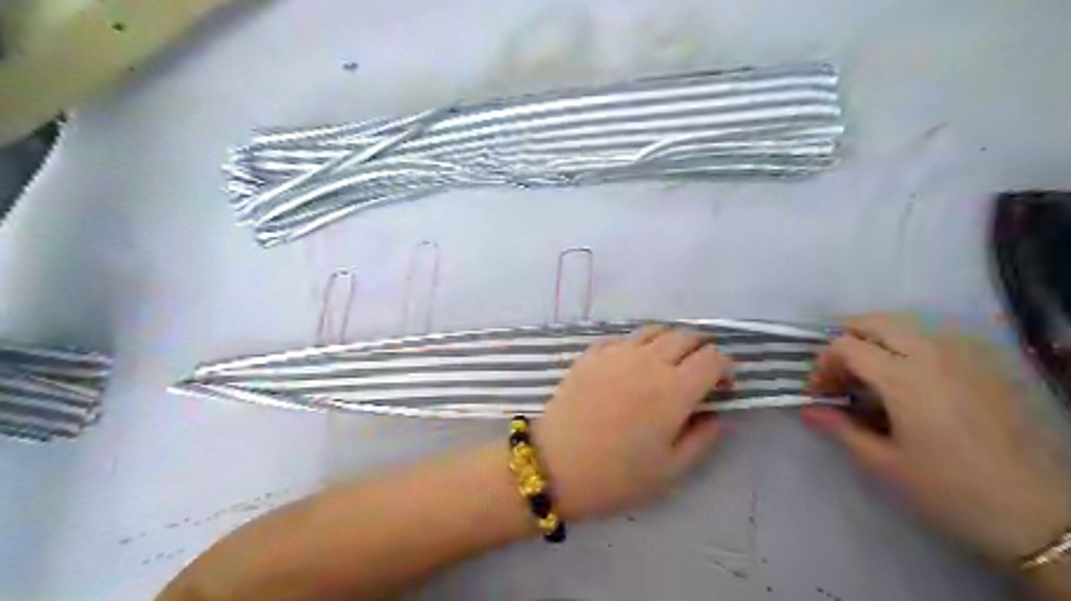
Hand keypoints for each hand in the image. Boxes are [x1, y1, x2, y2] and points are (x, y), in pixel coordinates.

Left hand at [533, 325, 732, 518]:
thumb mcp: (670, 469)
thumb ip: (702, 438)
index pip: (713, 358)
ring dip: (671, 341)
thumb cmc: (616, 475)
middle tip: (700, 371)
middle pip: (686, 336)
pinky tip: (632, 363)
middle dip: (702, 349)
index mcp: (675, 389)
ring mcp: (617, 353)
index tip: (722, 386)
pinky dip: (638, 344)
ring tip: (669, 362)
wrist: (555, 464)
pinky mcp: (592, 354)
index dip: (725, 368)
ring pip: (655, 330)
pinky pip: (623, 337)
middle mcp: (649, 361)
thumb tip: (717, 415)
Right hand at [803, 314, 1069, 563]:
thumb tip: (808, 410)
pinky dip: (911, 345)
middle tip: (839, 372)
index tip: (820, 393)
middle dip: (845, 339)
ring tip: (871, 372)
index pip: (845, 346)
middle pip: (875, 322)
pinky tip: (912, 377)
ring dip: (877, 339)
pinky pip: (938, 337)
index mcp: (904, 378)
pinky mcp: (990, 366)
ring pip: (908, 324)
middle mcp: (934, 355)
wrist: (1042, 516)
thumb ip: (841, 429)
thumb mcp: (885, 465)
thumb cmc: (952, 491)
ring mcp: (967, 356)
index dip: (823, 365)